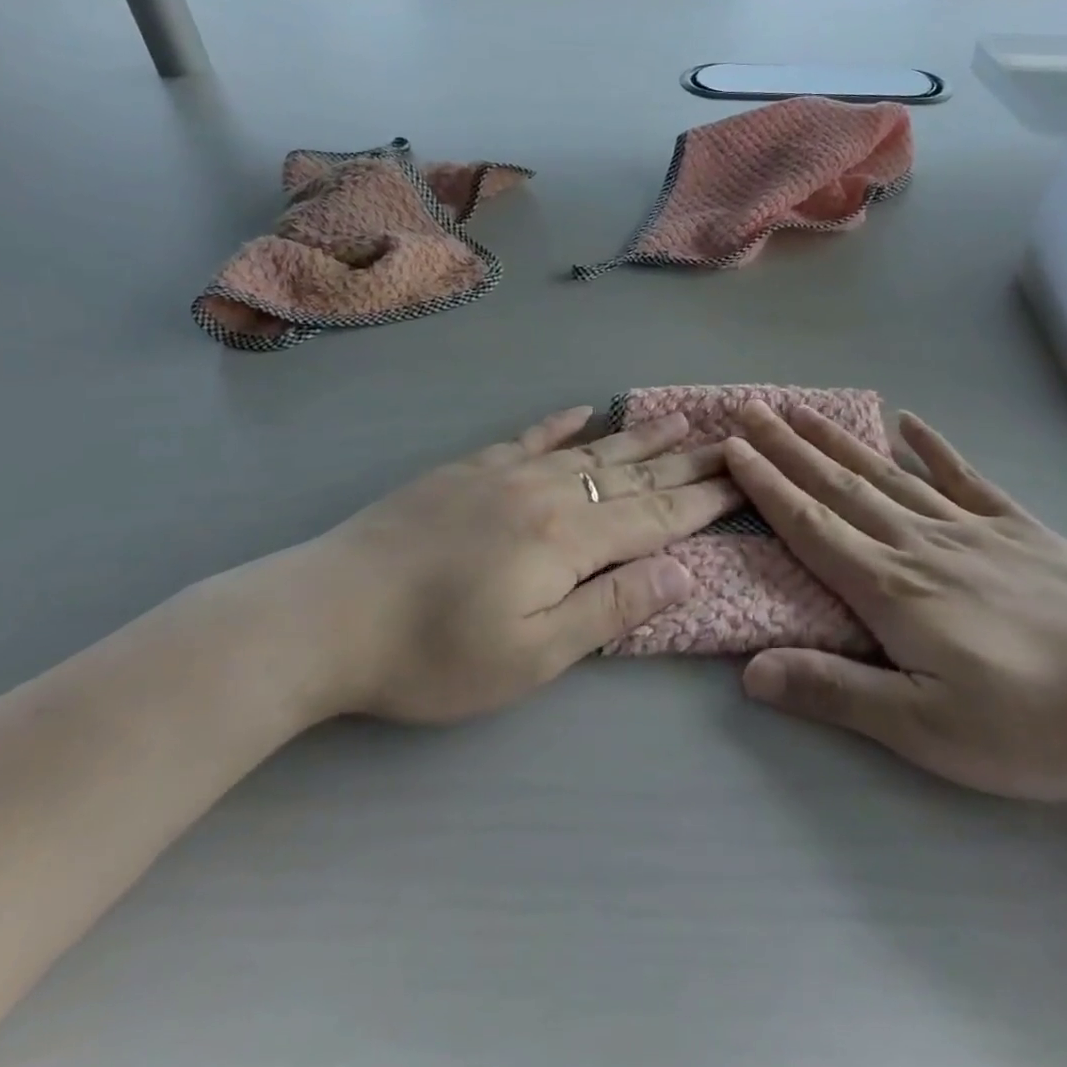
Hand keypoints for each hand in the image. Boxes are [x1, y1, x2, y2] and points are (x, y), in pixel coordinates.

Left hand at [253, 406, 740, 723]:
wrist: (325, 613)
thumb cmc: (432, 654)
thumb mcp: (532, 656)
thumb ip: (611, 609)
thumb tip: (684, 572)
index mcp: (568, 540)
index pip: (656, 514)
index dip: (703, 499)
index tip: (742, 478)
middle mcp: (546, 493)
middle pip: (631, 473)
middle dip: (686, 459)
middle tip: (729, 439)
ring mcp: (504, 474)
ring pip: (589, 449)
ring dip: (638, 435)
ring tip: (677, 418)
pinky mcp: (466, 470)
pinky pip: (528, 437)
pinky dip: (561, 424)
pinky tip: (583, 410)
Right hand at [724, 404, 1066, 804]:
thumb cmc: (1037, 723)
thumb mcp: (927, 729)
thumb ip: (836, 691)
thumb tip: (749, 671)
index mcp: (891, 589)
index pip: (810, 526)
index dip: (767, 485)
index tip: (732, 446)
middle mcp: (919, 543)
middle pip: (839, 486)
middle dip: (788, 447)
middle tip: (750, 408)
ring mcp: (970, 528)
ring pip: (888, 474)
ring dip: (839, 440)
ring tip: (802, 409)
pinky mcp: (1018, 527)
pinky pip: (964, 476)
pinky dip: (934, 446)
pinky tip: (911, 420)